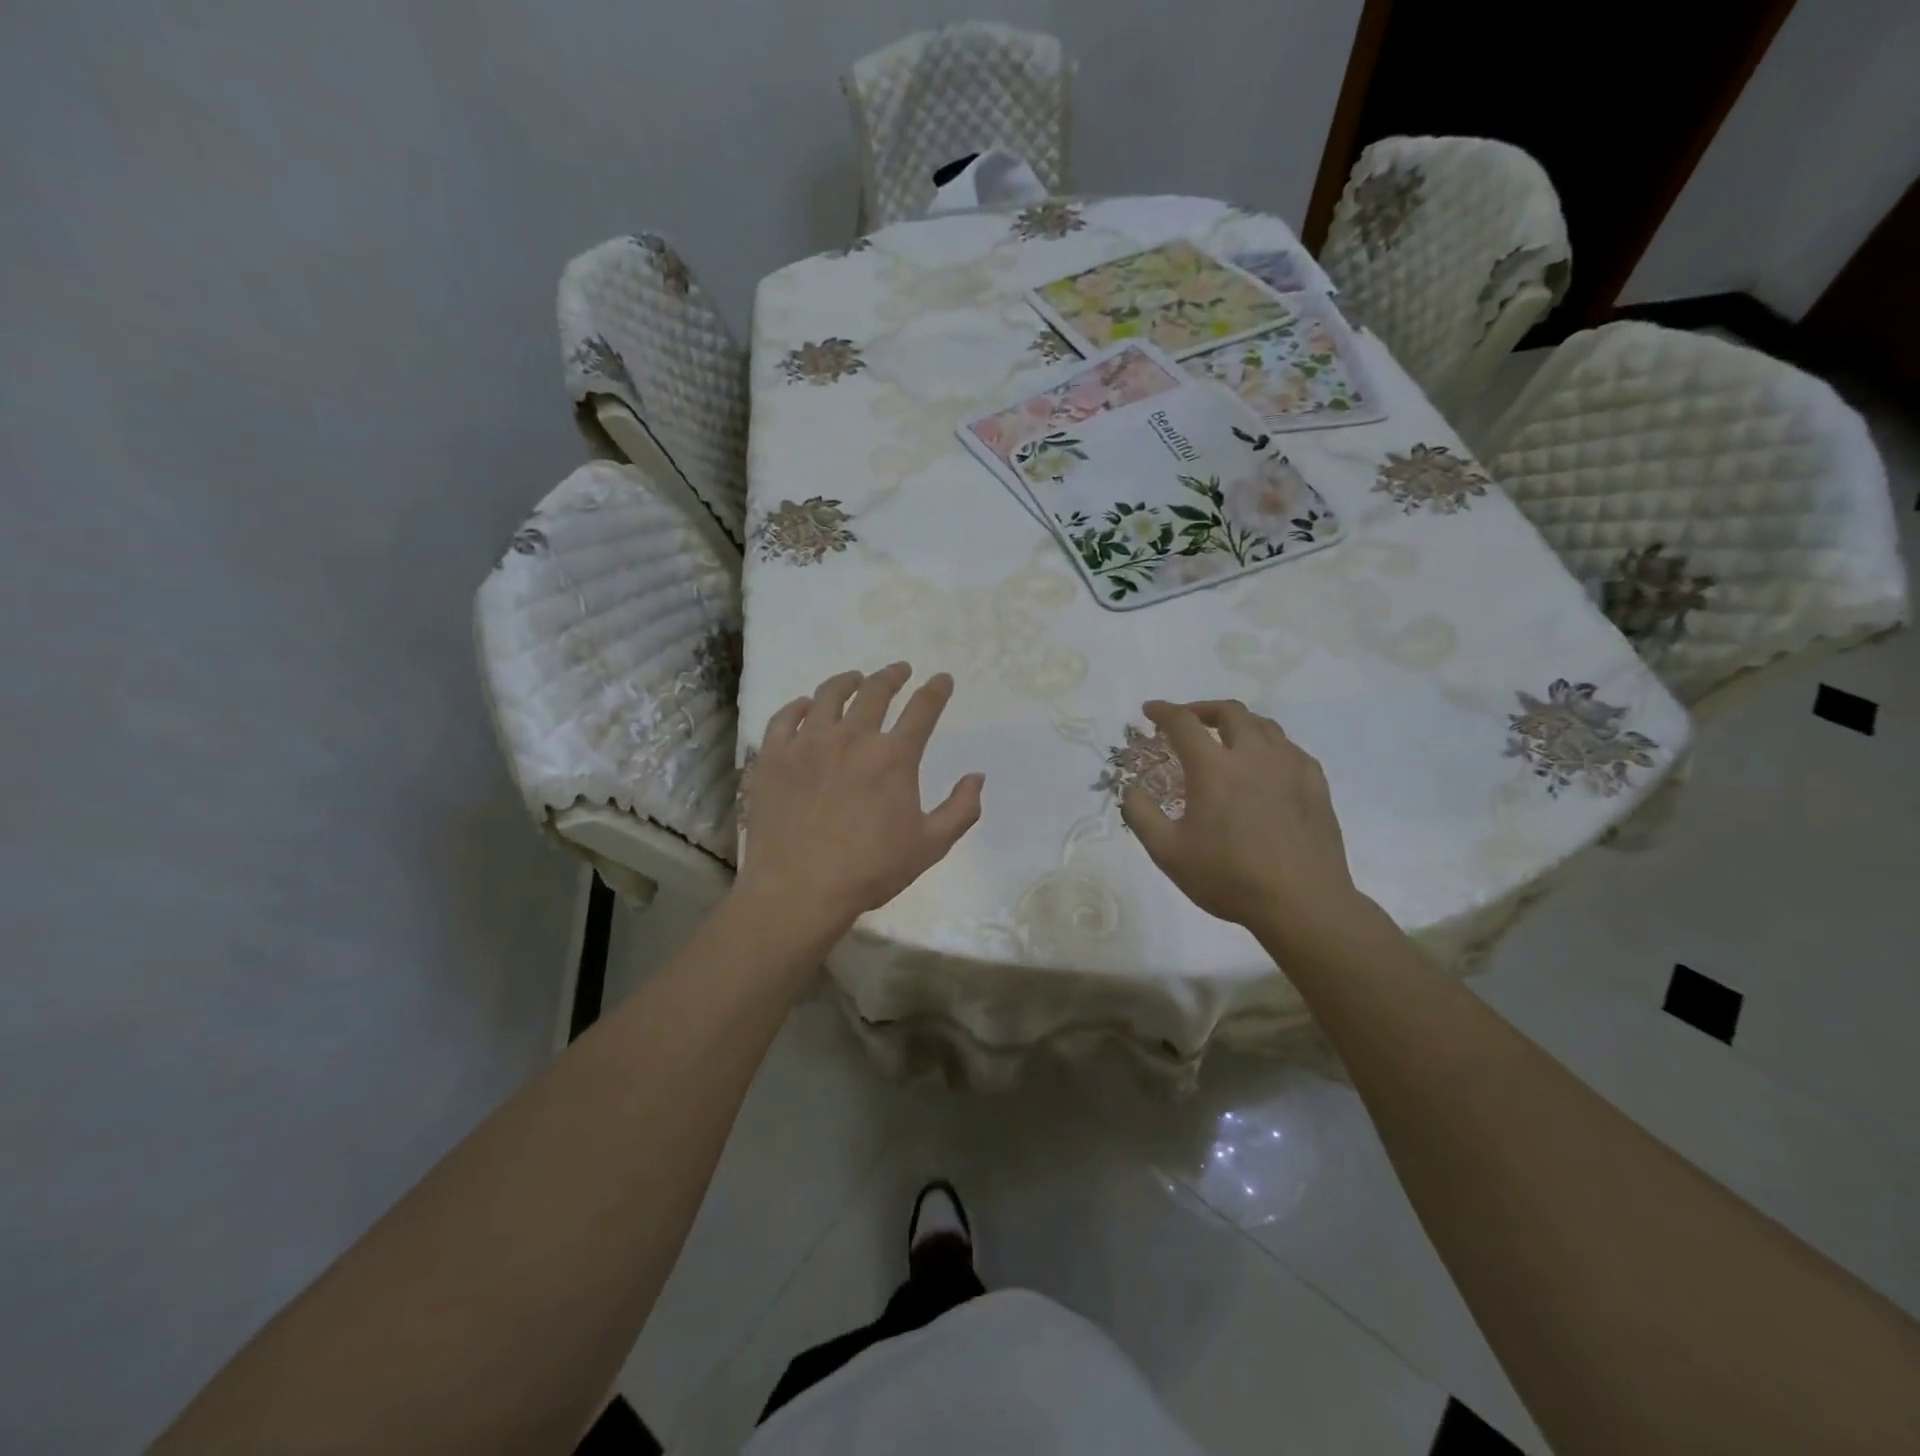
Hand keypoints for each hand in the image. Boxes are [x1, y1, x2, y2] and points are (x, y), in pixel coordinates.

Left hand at [734, 663, 984, 939]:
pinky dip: (799, 706)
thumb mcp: (930, 846)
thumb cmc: (870, 870)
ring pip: (828, 695)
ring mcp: (808, 743)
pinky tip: (805, 706)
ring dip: (847, 681)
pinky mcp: (774, 756)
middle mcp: (852, 738)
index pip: (922, 709)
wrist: (799, 889)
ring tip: (854, 679)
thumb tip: (977, 777)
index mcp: (893, 757)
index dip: (936, 690)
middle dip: (892, 676)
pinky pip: (785, 717)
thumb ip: (961, 809)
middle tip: (899, 670)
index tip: (942, 679)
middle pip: (875, 691)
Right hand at [1122, 699, 1363, 946]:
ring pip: (1263, 725)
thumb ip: (1141, 816)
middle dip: (1202, 710)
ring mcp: (1290, 766)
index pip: (1183, 722)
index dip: (1163, 711)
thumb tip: (1129, 789)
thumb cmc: (1229, 878)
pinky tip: (1264, 766)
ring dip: (1238, 723)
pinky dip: (1268, 745)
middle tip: (1188, 722)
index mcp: (1214, 768)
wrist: (1303, 903)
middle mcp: (1254, 755)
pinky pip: (1289, 748)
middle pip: (1229, 712)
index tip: (1150, 710)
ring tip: (1225, 739)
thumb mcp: (1168, 854)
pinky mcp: (1315, 782)